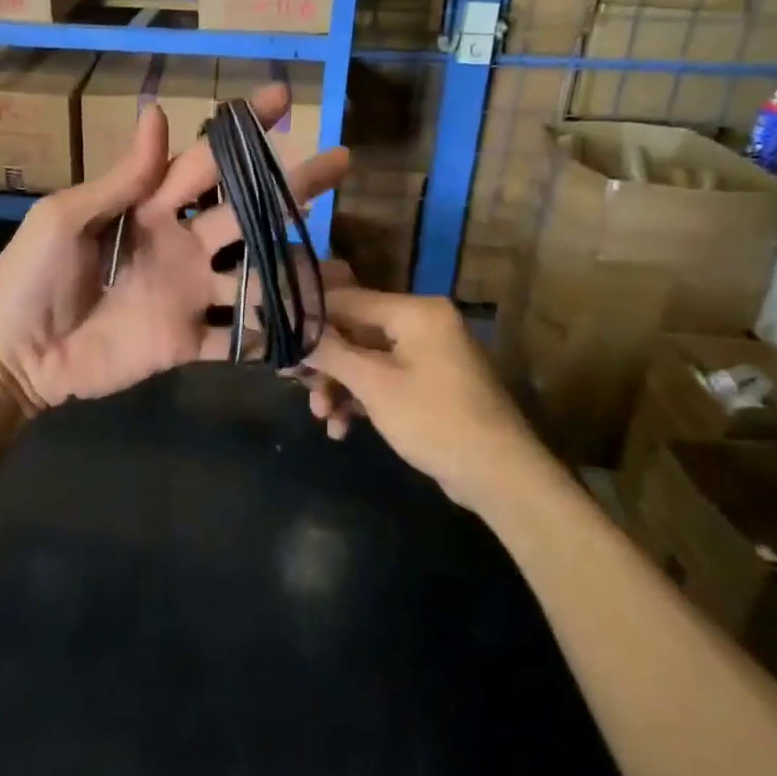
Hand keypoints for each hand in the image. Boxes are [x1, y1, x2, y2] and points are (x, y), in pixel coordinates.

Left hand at [0, 84, 349, 413]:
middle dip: (292, 187)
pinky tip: (313, 331)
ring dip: (296, 271)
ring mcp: (187, 295)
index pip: (205, 161)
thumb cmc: (30, 276)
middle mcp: (179, 246)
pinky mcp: (186, 342)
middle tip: (341, 162)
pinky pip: (237, 339)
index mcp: (149, 208)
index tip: (283, 99)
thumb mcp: (66, 217)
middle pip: (245, 213)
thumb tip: (158, 113)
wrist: (14, 353)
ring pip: (254, 277)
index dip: (242, 131)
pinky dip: (271, 338)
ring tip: (345, 266)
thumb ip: (121, 179)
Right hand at [301, 288, 538, 500]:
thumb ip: (330, 352)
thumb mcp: (374, 385)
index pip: (347, 300)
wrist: (499, 475)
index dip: (309, 318)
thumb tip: (292, 331)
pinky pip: (384, 379)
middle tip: (296, 386)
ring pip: (366, 359)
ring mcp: (428, 355)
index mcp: (415, 312)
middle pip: (355, 332)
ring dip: (340, 387)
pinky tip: (343, 428)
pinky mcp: (430, 384)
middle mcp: (422, 324)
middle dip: (325, 364)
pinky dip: (362, 399)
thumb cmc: (434, 420)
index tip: (277, 337)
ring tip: (323, 418)